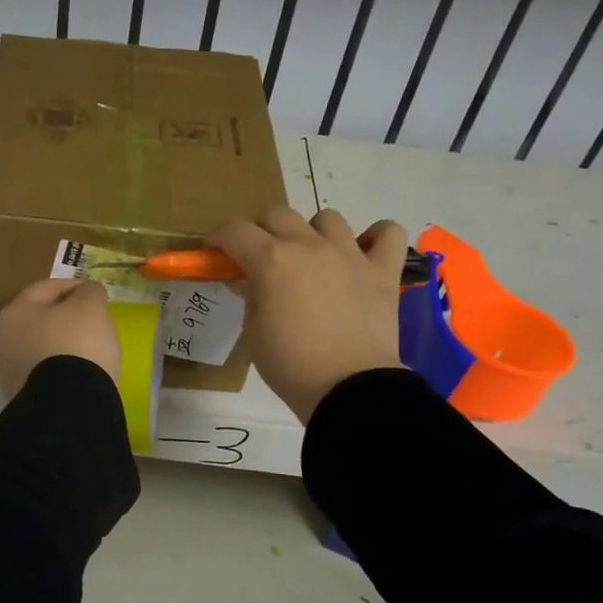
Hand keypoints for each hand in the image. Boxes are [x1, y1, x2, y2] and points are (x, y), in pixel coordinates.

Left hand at [0, 278, 122, 398]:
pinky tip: (80, 373)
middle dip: (65, 317)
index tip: (95, 293)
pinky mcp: (24, 399)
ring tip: (90, 349)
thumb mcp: (91, 307)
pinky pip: (46, 374)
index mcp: (14, 313)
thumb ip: (90, 292)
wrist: (68, 405)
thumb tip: (87, 291)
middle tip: (93, 320)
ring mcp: (10, 374)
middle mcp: (4, 341)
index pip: (45, 289)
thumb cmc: (77, 343)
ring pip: (41, 349)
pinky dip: (61, 369)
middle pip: (40, 320)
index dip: (73, 286)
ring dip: (62, 345)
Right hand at [207, 206, 407, 422]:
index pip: (235, 231)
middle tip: (259, 259)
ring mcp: (350, 254)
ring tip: (312, 260)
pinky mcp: (382, 270)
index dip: (218, 238)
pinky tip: (364, 254)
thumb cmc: (291, 365)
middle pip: (277, 214)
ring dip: (312, 233)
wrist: (349, 389)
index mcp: (271, 261)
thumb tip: (249, 280)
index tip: (214, 253)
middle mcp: (309, 246)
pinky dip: (375, 238)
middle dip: (261, 231)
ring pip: (327, 218)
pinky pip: (387, 233)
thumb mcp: (254, 332)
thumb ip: (250, 297)